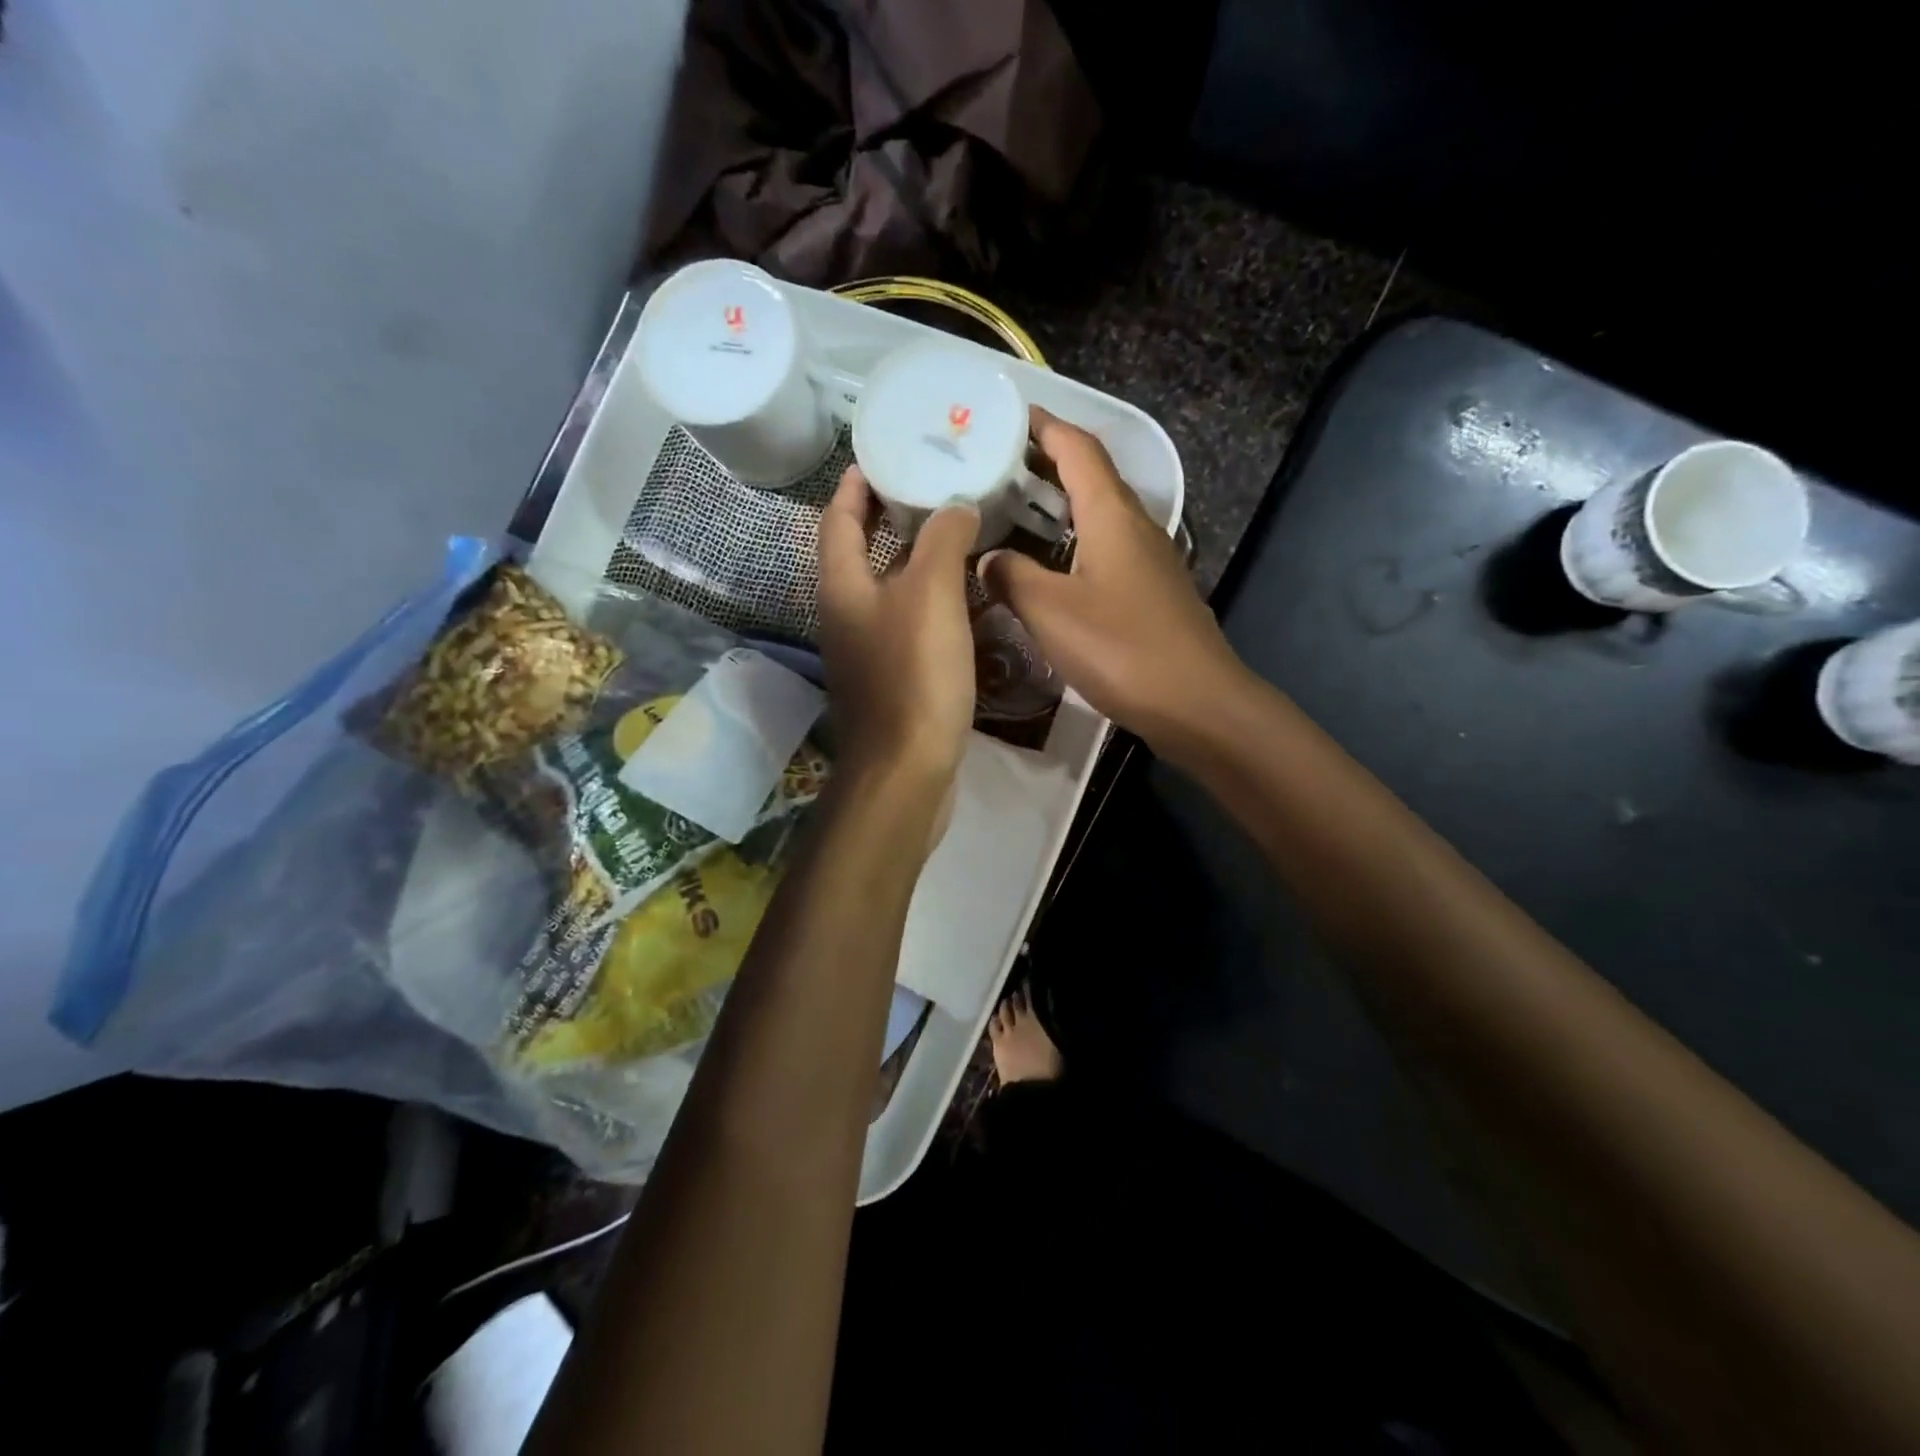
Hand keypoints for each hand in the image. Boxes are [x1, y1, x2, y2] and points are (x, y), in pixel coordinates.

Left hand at [817, 465, 977, 796]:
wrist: (908, 769)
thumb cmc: (915, 674)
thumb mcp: (932, 594)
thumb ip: (943, 540)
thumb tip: (955, 506)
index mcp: (841, 586)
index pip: (839, 519)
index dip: (855, 484)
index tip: (881, 455)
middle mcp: (844, 614)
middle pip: (859, 552)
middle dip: (888, 518)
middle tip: (930, 489)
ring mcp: (864, 650)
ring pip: (886, 589)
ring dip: (913, 560)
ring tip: (955, 535)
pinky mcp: (889, 678)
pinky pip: (905, 622)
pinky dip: (927, 600)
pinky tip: (962, 599)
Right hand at [980, 408, 1246, 754]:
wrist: (1195, 702)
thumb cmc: (1121, 648)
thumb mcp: (1051, 611)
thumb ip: (1012, 576)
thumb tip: (987, 558)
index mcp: (1111, 514)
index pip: (1076, 447)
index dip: (1042, 426)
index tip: (1003, 415)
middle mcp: (1134, 525)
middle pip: (1088, 476)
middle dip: (1043, 463)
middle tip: (992, 466)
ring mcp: (1147, 560)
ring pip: (1097, 515)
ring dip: (1057, 506)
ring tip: (1010, 512)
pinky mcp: (1150, 592)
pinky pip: (1104, 549)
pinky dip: (1071, 543)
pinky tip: (1046, 568)